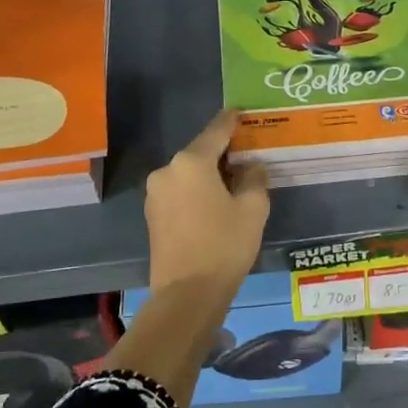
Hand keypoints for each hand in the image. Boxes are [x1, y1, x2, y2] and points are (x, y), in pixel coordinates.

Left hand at [145, 111, 269, 292]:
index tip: (240, 112)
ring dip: (208, 175)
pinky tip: (214, 205)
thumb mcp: (253, 209)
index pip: (216, 131)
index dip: (231, 121)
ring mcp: (155, 194)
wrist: (186, 294)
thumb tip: (250, 167)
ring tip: (233, 184)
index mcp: (191, 162)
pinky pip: (179, 192)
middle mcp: (167, 170)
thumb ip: (254, 179)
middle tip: (246, 156)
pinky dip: (196, 192)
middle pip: (200, 153)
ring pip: (188, 174)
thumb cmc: (224, 245)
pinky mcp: (152, 215)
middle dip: (222, 153)